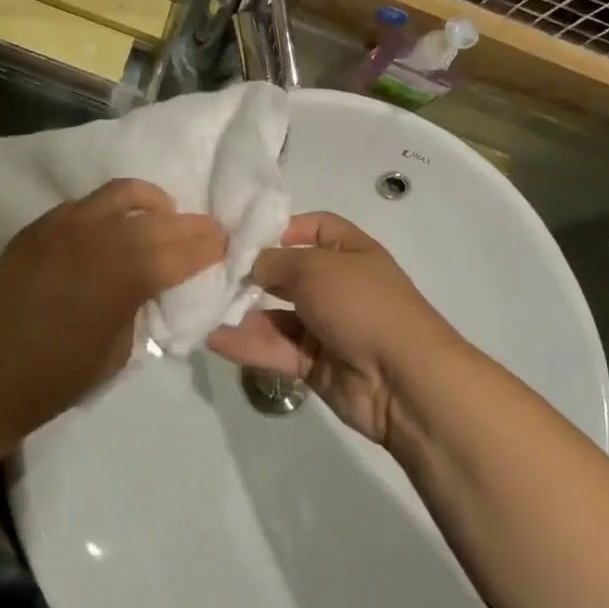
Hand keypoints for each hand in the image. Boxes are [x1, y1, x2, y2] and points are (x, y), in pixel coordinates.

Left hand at [0, 179, 225, 432]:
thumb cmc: (55, 377)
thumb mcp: (118, 351)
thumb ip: (140, 306)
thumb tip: (149, 286)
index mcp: (128, 273)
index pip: (185, 248)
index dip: (210, 245)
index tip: (224, 244)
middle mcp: (102, 236)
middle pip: (160, 217)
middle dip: (189, 224)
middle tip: (203, 233)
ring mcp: (67, 224)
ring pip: (122, 193)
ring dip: (150, 204)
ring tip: (158, 218)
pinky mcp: (41, 225)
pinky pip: (85, 205)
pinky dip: (109, 212)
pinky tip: (109, 230)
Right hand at [207, 211, 458, 443]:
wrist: (405, 380)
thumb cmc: (362, 305)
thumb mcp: (316, 269)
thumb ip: (275, 262)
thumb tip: (250, 264)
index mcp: (349, 251)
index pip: (314, 228)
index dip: (281, 227)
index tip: (241, 234)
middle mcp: (338, 285)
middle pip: (288, 273)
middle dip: (252, 272)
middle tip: (210, 271)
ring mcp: (327, 326)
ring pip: (276, 315)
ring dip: (243, 312)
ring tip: (203, 307)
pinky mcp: (314, 364)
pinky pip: (276, 348)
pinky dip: (248, 344)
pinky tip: (213, 338)